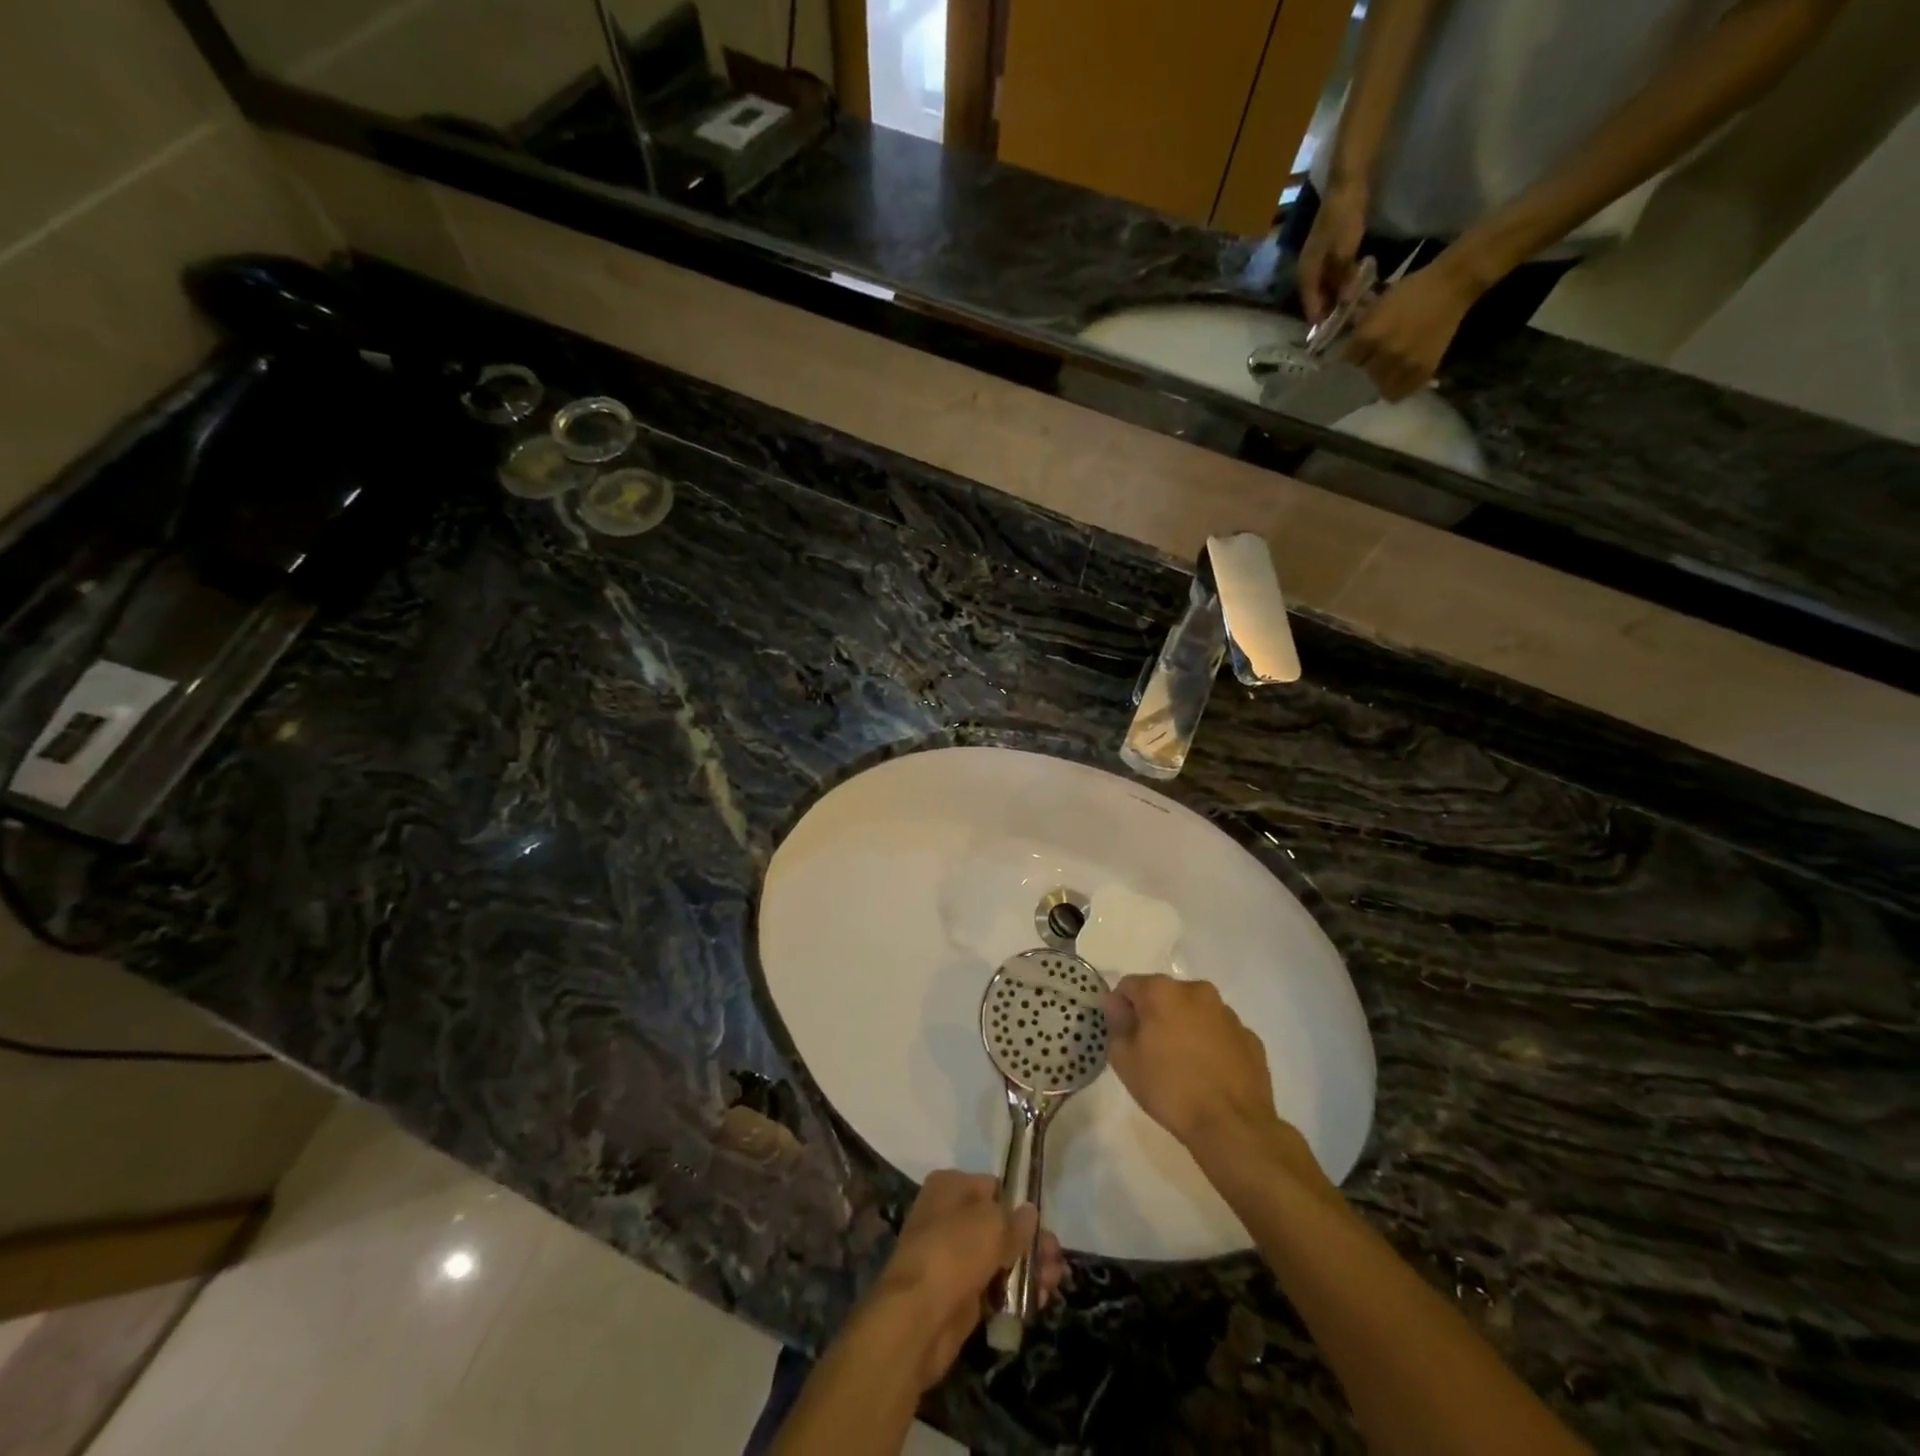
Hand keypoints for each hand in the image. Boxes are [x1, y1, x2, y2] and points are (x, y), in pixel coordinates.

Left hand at [869, 1170, 1065, 1389]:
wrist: (918, 1318)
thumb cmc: (954, 1251)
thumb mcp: (993, 1224)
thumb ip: (1016, 1220)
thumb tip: (1029, 1214)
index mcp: (949, 1186)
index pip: (992, 1186)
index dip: (1017, 1202)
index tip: (1041, 1222)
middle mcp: (948, 1216)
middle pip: (998, 1224)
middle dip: (1029, 1241)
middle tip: (1055, 1257)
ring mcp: (952, 1258)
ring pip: (999, 1257)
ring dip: (1028, 1268)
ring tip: (1054, 1281)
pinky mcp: (959, 1296)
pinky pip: (993, 1287)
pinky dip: (1015, 1292)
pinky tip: (1039, 1300)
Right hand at [1103, 975, 1281, 1147]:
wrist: (1232, 1126)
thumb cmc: (1170, 1089)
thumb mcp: (1124, 1060)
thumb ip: (1116, 1023)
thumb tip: (1116, 1004)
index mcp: (1163, 991)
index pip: (1129, 986)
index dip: (1122, 1009)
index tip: (1124, 1037)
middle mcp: (1197, 991)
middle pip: (1165, 996)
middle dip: (1155, 1016)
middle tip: (1152, 1052)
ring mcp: (1228, 1014)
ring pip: (1195, 1013)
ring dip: (1185, 1028)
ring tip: (1184, 1066)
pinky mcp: (1250, 1037)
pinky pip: (1220, 1033)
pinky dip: (1211, 1045)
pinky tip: (1209, 1075)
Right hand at [1296, 183, 1369, 324]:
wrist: (1347, 183)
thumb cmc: (1343, 217)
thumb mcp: (1345, 251)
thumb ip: (1344, 279)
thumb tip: (1344, 304)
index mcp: (1306, 273)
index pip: (1310, 306)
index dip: (1320, 321)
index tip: (1331, 336)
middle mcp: (1307, 270)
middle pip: (1316, 299)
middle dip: (1329, 312)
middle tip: (1345, 325)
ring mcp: (1317, 260)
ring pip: (1325, 288)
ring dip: (1335, 299)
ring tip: (1351, 309)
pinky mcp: (1328, 251)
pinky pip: (1332, 276)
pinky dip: (1340, 285)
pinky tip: (1353, 288)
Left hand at [1343, 254, 1484, 400]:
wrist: (1452, 285)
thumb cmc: (1412, 290)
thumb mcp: (1378, 306)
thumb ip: (1361, 328)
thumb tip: (1348, 346)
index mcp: (1370, 336)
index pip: (1347, 362)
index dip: (1348, 361)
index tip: (1350, 361)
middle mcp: (1385, 354)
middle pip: (1362, 377)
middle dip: (1362, 372)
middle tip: (1367, 368)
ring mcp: (1405, 364)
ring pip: (1380, 389)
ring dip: (1379, 384)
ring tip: (1382, 376)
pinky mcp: (1424, 370)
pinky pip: (1401, 393)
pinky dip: (1396, 390)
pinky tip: (1395, 382)